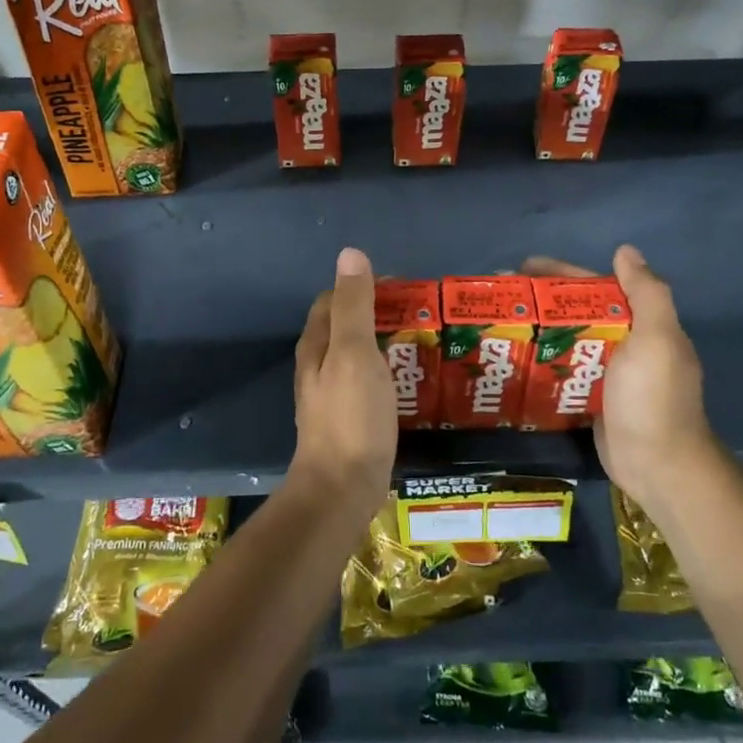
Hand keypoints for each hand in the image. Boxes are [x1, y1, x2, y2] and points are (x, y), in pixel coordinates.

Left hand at [291, 247, 397, 523]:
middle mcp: (319, 365)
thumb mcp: (354, 353)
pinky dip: (389, 372)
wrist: (342, 488)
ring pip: (359, 356)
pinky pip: (370, 383)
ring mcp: (333, 395)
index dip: (365, 287)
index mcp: (317, 344)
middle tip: (422, 315)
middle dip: (380, 314)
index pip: (335, 299)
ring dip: (386, 344)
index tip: (405, 289)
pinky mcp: (350, 419)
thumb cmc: (351, 416)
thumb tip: (350, 253)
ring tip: (425, 342)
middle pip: (347, 327)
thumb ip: (354, 305)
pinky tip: (413, 380)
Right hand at [522, 246, 721, 513]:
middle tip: (499, 299)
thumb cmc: (651, 399)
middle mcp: (626, 343)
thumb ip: (646, 293)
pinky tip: (512, 360)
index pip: (595, 287)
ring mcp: (608, 374)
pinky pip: (562, 371)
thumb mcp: (656, 339)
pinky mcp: (592, 400)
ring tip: (497, 326)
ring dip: (537, 331)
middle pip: (577, 312)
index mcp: (641, 323)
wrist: (659, 466)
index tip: (522, 268)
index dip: (560, 273)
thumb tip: (626, 250)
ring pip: (567, 341)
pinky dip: (541, 362)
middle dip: (541, 301)